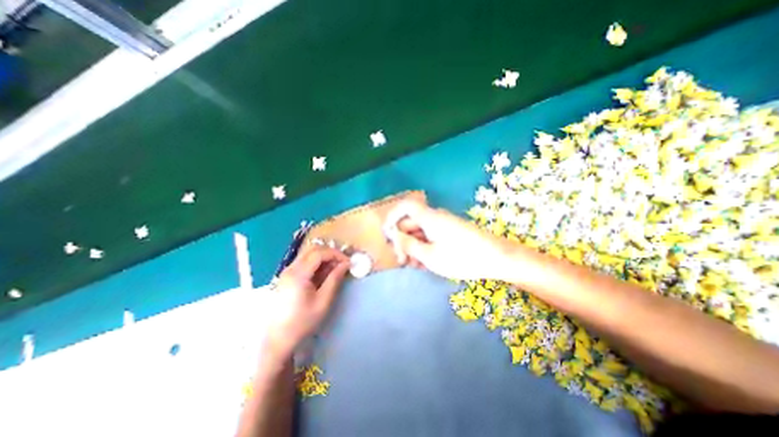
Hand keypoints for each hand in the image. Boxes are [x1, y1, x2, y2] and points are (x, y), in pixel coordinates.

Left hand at [261, 245, 350, 357]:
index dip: (336, 254)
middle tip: (343, 263)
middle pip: (313, 250)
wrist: (279, 339)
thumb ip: (335, 279)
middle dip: (330, 253)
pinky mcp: (288, 276)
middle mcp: (290, 268)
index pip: (319, 253)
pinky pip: (304, 262)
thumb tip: (346, 264)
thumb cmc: (303, 322)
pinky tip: (324, 274)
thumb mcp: (323, 301)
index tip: (348, 262)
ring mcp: (287, 271)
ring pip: (308, 254)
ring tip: (336, 268)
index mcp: (298, 275)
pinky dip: (317, 263)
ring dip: (324, 257)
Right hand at [383, 197, 512, 278]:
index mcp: (429, 217)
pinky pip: (431, 236)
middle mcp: (435, 217)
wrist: (497, 258)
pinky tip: (425, 262)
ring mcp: (443, 224)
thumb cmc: (462, 258)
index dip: (392, 217)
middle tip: (402, 261)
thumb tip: (393, 234)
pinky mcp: (450, 232)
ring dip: (413, 246)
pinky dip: (424, 247)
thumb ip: (408, 244)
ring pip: (420, 231)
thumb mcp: (430, 256)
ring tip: (413, 265)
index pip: (405, 206)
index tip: (387, 235)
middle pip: (411, 222)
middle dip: (402, 240)